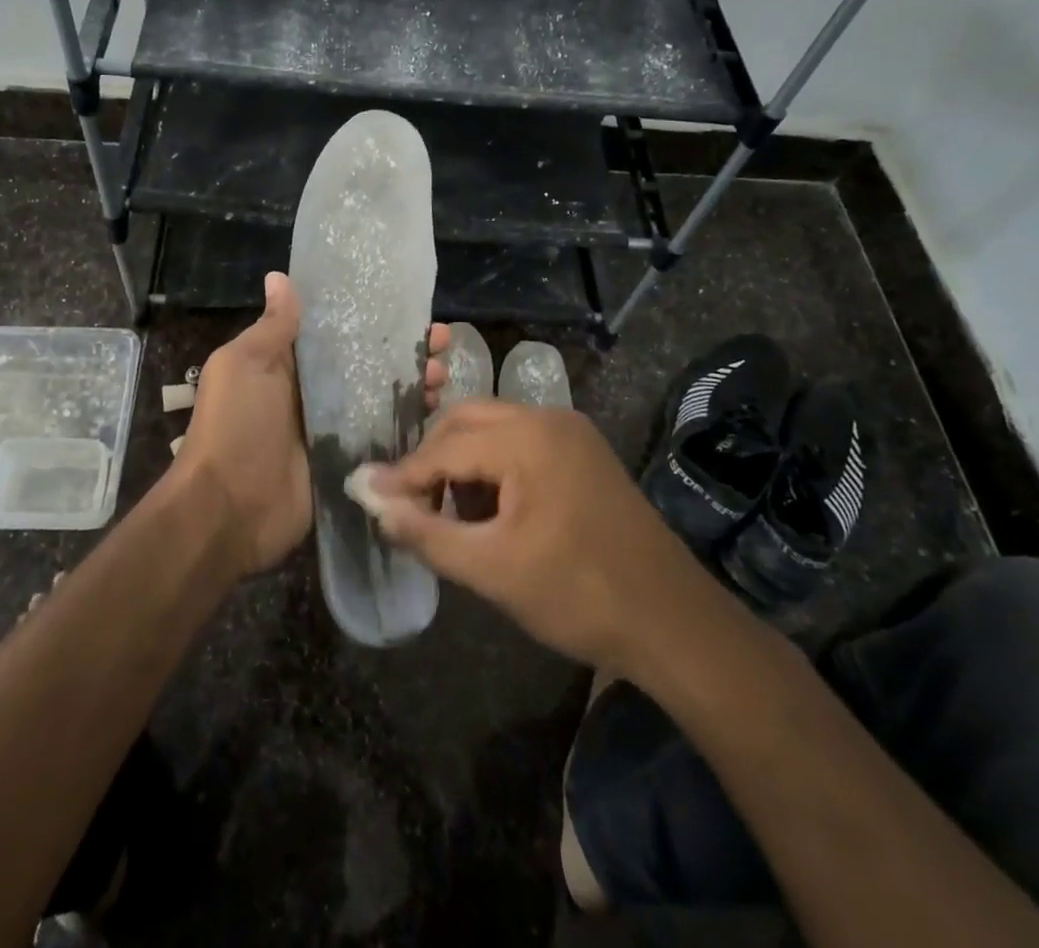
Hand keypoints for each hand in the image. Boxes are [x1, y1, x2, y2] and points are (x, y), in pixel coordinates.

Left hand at [175, 273, 451, 575]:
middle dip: (404, 351)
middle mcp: (313, 392)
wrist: (229, 510)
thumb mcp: (244, 365)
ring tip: (443, 375)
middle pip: (367, 364)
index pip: (338, 333)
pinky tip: (437, 412)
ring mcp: (332, 429)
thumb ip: (272, 327)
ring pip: (380, 398)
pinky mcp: (347, 462)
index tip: (410, 308)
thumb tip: (279, 277)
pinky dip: (408, 424)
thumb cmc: (235, 426)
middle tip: (442, 342)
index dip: (372, 319)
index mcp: (287, 364)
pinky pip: (382, 437)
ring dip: (413, 385)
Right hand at [362, 400, 720, 674]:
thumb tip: (374, 503)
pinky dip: (493, 467)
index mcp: (527, 437)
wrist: (672, 621)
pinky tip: (489, 511)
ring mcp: (570, 432)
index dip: (403, 474)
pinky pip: (520, 443)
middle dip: (432, 460)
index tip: (366, 495)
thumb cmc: (579, 595)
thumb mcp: (492, 570)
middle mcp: (548, 418)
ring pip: (493, 429)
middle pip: (467, 421)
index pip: (445, 447)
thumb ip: (426, 533)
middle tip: (409, 504)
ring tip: (450, 514)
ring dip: (462, 462)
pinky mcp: (583, 452)